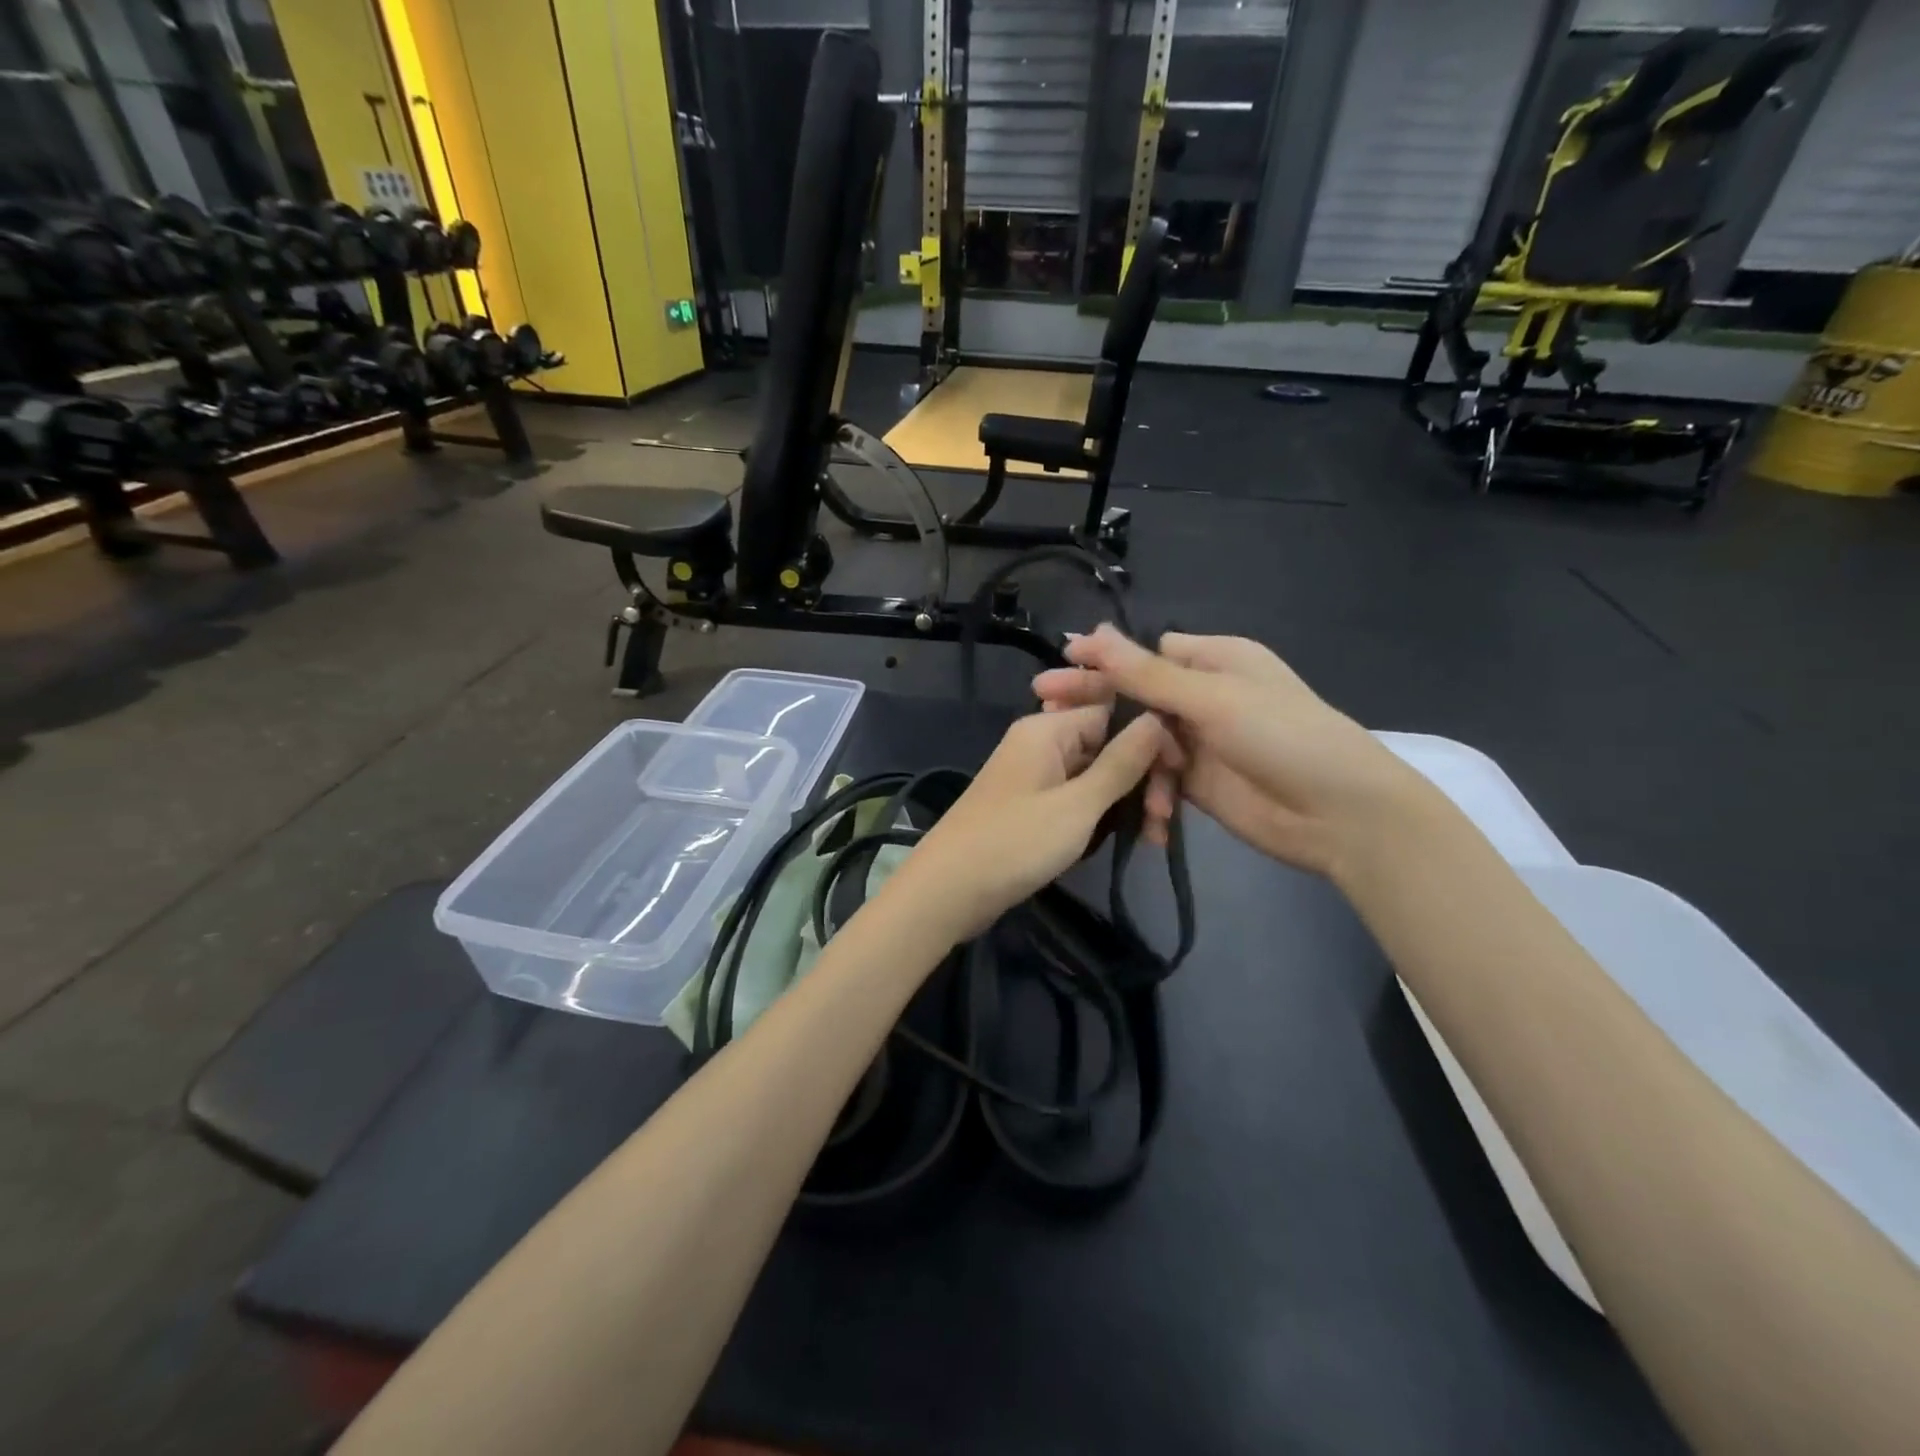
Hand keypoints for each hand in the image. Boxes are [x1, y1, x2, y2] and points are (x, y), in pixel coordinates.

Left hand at [882, 704, 1166, 942]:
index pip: (1114, 711)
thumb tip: (1157, 716)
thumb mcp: (1078, 805)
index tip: (1179, 773)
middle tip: (1163, 821)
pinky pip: (1079, 796)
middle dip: (1141, 777)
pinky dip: (1102, 814)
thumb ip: (1121, 762)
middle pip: (1108, 743)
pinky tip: (1128, 837)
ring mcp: (1035, 774)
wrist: (948, 891)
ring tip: (1153, 837)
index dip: (1151, 737)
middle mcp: (1041, 741)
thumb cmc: (1014, 843)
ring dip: (1127, 800)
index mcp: (1048, 728)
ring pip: (1097, 774)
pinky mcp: (1033, 804)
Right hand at [1032, 627, 1439, 880]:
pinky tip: (1147, 815)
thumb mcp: (1211, 699)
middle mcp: (1204, 696)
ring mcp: (1199, 742)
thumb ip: (1146, 674)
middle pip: (1136, 695)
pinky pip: (1156, 780)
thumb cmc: (1282, 737)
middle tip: (1043, 709)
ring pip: (1140, 741)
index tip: (1058, 666)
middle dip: (1096, 705)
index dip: (1103, 660)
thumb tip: (1092, 633)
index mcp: (1214, 660)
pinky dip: (1149, 794)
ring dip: (1125, 760)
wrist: (1340, 815)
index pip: (1146, 653)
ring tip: (1097, 776)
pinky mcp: (1197, 784)